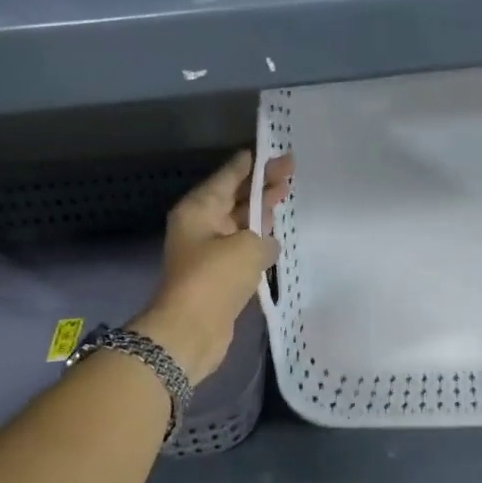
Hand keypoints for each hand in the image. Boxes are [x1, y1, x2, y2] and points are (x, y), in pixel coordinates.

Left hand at [130, 150, 292, 382]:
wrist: (190, 331)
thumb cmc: (215, 278)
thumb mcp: (248, 247)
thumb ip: (264, 236)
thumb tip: (267, 243)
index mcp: (199, 209)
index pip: (228, 175)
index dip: (252, 163)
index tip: (273, 151)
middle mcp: (201, 225)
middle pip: (236, 197)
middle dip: (262, 184)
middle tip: (291, 169)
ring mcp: (209, 251)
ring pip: (240, 222)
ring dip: (261, 212)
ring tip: (286, 195)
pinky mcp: (218, 275)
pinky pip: (242, 248)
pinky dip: (259, 241)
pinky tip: (278, 237)